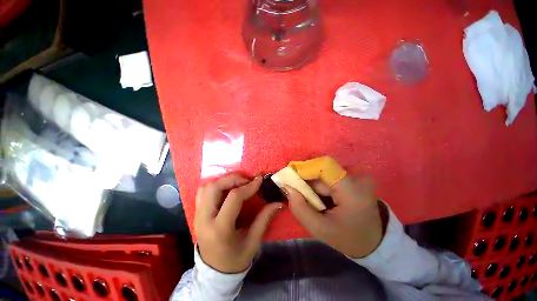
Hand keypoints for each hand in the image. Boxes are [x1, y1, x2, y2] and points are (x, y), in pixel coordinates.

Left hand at [195, 174, 282, 272]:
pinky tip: (227, 190)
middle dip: (233, 179)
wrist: (213, 273)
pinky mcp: (196, 214)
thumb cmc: (235, 260)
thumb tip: (278, 203)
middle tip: (247, 181)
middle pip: (215, 187)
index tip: (259, 180)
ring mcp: (197, 215)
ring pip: (207, 187)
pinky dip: (216, 186)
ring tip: (238, 184)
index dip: (248, 186)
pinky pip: (203, 192)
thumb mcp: (253, 242)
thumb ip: (264, 219)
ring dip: (224, 181)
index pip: (234, 198)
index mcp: (220, 229)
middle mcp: (204, 219)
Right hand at [285, 175, 384, 257]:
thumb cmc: (348, 238)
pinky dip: (319, 185)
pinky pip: (329, 176)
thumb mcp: (320, 229)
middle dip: (305, 180)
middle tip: (295, 192)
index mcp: (352, 190)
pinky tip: (319, 197)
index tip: (289, 177)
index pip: (324, 166)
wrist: (374, 241)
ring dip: (312, 184)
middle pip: (322, 170)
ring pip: (324, 173)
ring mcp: (357, 176)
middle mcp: (357, 177)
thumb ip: (300, 208)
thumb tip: (286, 187)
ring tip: (310, 199)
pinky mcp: (354, 178)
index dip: (304, 168)